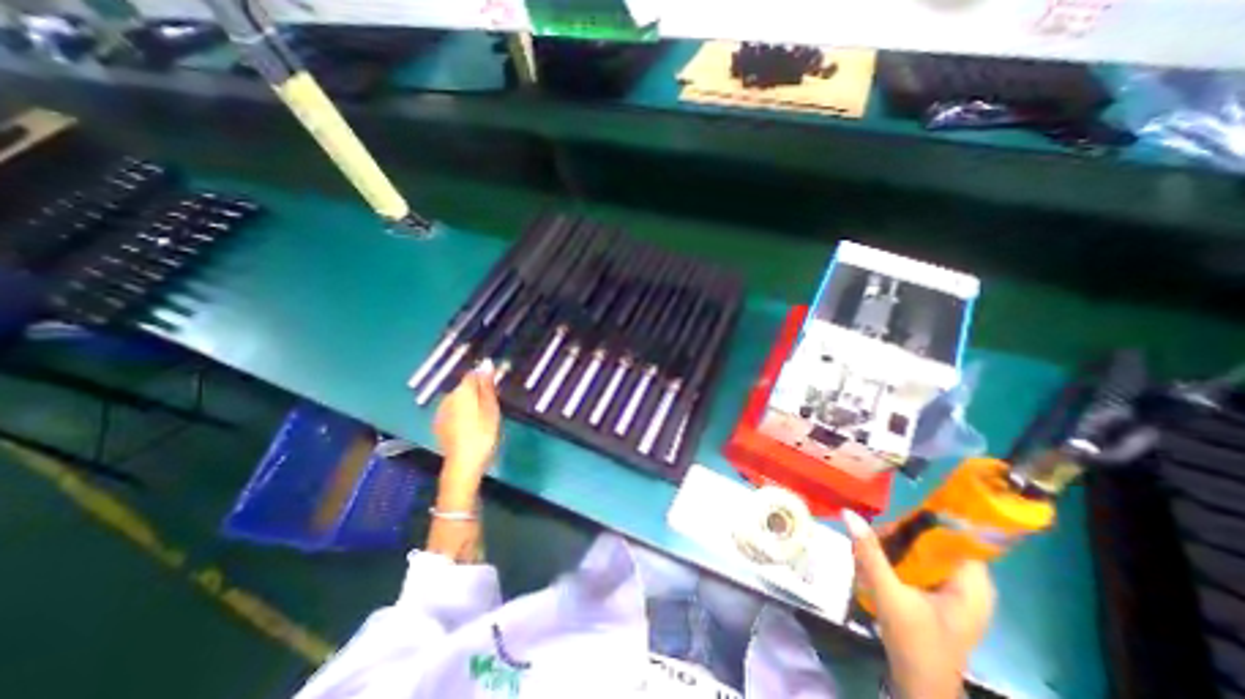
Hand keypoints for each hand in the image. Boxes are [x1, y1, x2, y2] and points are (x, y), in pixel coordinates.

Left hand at [435, 360, 499, 506]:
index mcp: (462, 391)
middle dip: (477, 391)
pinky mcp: (439, 425)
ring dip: (469, 403)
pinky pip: (453, 411)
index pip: (473, 375)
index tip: (497, 388)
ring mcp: (441, 412)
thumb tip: (486, 363)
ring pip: (459, 400)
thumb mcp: (491, 408)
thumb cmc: (483, 433)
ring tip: (483, 417)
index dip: (485, 378)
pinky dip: (462, 414)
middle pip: (465, 387)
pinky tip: (470, 426)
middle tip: (493, 405)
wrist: (463, 464)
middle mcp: (448, 398)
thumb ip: (487, 385)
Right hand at [841, 508, 999, 698]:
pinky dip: (898, 558)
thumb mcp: (889, 595)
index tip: (889, 520)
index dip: (921, 520)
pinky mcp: (941, 595)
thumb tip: (848, 514)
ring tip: (868, 551)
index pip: (953, 534)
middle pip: (934, 540)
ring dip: (895, 546)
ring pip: (924, 550)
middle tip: (870, 538)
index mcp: (972, 584)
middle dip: (899, 535)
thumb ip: (870, 553)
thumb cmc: (915, 645)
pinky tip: (876, 563)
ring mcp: (956, 590)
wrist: (921, 689)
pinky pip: (919, 562)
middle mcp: (970, 583)